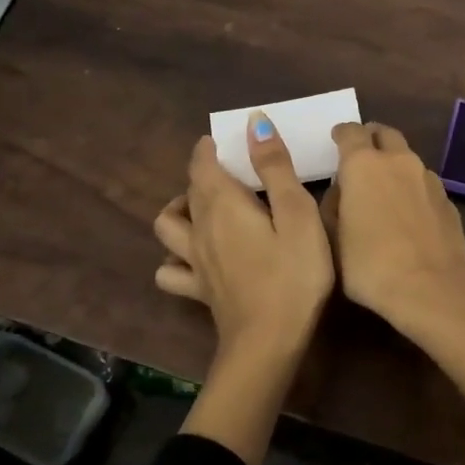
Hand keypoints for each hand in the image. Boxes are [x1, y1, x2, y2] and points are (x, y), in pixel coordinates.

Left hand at [153, 114, 335, 359]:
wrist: (268, 342)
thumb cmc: (293, 273)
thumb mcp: (297, 213)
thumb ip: (275, 167)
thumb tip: (254, 122)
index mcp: (223, 204)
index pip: (202, 164)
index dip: (209, 148)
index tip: (224, 140)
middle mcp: (200, 227)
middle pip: (188, 191)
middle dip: (202, 174)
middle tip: (229, 171)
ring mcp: (194, 261)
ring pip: (167, 226)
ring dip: (179, 210)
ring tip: (201, 208)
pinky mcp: (198, 290)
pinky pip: (170, 270)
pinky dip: (173, 258)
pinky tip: (192, 258)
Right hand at [321, 121, 464, 323]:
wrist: (431, 288)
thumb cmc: (370, 264)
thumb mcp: (332, 239)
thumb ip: (332, 207)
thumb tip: (341, 192)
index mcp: (363, 164)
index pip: (351, 131)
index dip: (341, 134)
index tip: (336, 140)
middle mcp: (398, 161)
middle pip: (385, 134)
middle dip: (371, 138)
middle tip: (361, 154)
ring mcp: (428, 179)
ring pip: (408, 158)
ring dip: (394, 163)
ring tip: (384, 186)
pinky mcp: (448, 200)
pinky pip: (424, 183)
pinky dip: (412, 187)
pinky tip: (408, 211)